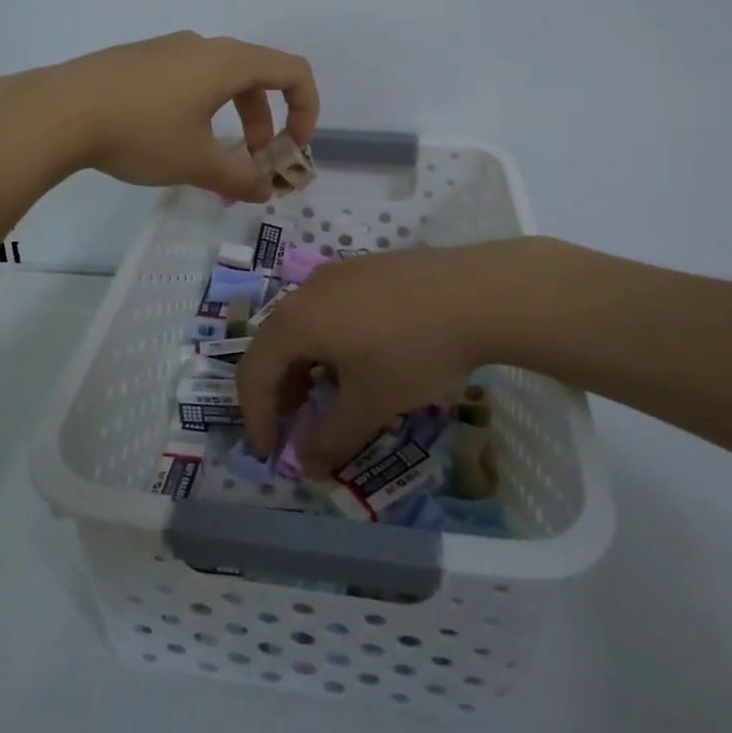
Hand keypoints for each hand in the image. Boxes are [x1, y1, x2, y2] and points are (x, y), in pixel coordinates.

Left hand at [0, 31, 318, 201]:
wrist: (58, 111)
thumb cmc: (141, 132)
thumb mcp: (196, 162)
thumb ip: (239, 178)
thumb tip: (264, 190)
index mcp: (228, 62)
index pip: (293, 71)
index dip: (307, 109)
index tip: (294, 147)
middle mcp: (202, 46)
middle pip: (256, 76)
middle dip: (265, 120)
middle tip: (252, 158)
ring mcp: (166, 49)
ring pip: (217, 79)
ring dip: (231, 117)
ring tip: (209, 157)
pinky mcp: (137, 60)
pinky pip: (185, 79)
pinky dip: (199, 109)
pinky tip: (167, 141)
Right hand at [235, 241, 529, 474]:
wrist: (477, 292)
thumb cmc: (413, 351)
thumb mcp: (370, 403)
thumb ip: (332, 438)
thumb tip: (308, 465)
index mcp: (295, 321)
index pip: (253, 372)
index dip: (256, 417)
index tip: (272, 452)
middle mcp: (308, 289)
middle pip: (276, 344)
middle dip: (281, 391)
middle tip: (299, 425)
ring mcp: (339, 272)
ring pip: (306, 324)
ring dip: (307, 366)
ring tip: (333, 394)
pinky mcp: (369, 267)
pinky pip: (332, 308)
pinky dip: (331, 341)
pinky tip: (365, 358)